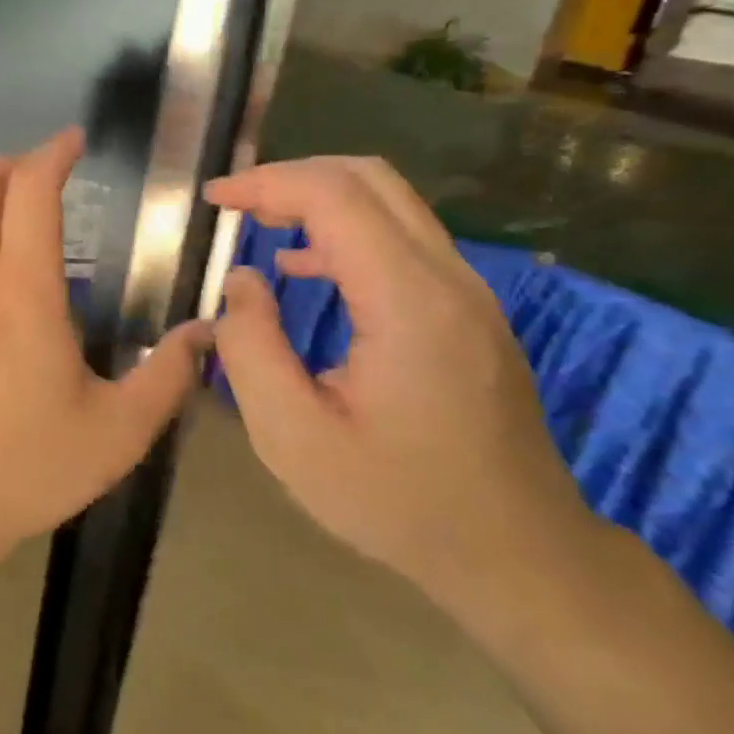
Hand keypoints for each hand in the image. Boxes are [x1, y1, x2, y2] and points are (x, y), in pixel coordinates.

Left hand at [0, 128, 211, 563]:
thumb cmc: (21, 468)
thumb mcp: (115, 434)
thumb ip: (166, 378)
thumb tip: (204, 333)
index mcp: (21, 289)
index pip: (30, 189)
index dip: (53, 152)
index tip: (74, 141)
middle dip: (10, 164)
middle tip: (44, 179)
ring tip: (8, 222)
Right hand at [206, 157, 601, 616]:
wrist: (520, 555)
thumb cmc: (399, 504)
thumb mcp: (294, 438)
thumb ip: (251, 349)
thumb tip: (243, 282)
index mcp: (408, 304)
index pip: (336, 197)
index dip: (267, 183)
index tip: (214, 199)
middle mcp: (448, 281)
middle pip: (370, 180)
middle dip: (292, 178)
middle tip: (234, 204)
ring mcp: (468, 295)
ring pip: (390, 204)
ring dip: (318, 200)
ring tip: (258, 225)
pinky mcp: (469, 313)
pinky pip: (402, 241)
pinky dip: (345, 232)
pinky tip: (305, 268)